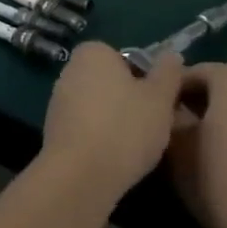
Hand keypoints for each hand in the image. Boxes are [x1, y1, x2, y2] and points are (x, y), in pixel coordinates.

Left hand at [38, 43, 183, 204]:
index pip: (130, 60)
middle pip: (114, 83)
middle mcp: (71, 68)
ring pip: (101, 106)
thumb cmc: (124, 128)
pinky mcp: (54, 128)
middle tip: (154, 127)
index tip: (162, 105)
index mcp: (93, 52)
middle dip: (133, 102)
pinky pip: (87, 127)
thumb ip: (168, 73)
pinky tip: (115, 158)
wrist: (79, 175)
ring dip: (118, 122)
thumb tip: (172, 55)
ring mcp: (59, 99)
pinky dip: (101, 138)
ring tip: (136, 148)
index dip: (149, 82)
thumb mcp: (160, 98)